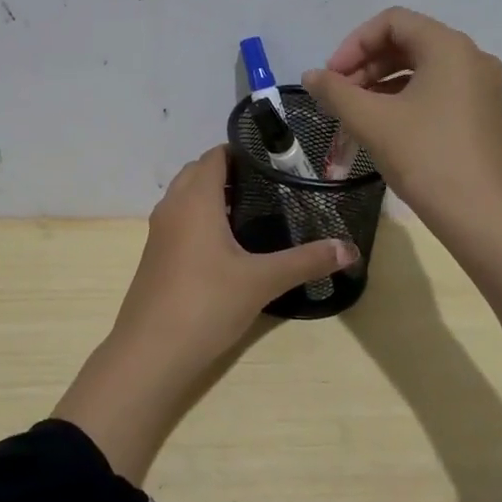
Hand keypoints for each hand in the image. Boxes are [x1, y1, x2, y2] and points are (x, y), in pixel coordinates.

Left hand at [53, 146, 355, 481]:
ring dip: (213, 195)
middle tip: (269, 185)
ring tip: (253, 211)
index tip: (276, 160)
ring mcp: (159, 232)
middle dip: (230, 172)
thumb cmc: (206, 304)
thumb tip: (350, 249)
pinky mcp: (155, 255)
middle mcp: (172, 207)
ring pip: (185, 197)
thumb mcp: (262, 281)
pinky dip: (200, 218)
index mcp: (195, 200)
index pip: (215, 156)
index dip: (242, 151)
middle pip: (198, 172)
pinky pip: (179, 220)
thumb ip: (306, 261)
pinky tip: (227, 245)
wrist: (151, 351)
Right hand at [303, 7, 501, 230]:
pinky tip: (379, 127)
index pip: (392, 22)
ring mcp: (479, 87)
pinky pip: (433, 92)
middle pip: (406, 43)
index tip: (331, 77)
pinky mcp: (480, 114)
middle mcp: (470, 58)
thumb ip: (335, 91)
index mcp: (448, 47)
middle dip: (364, 66)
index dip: (353, 44)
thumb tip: (312, 76)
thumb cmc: (426, 158)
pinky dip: (401, 101)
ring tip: (351, 115)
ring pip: (418, 70)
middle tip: (336, 96)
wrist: (483, 216)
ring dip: (378, 85)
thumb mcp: (371, 121)